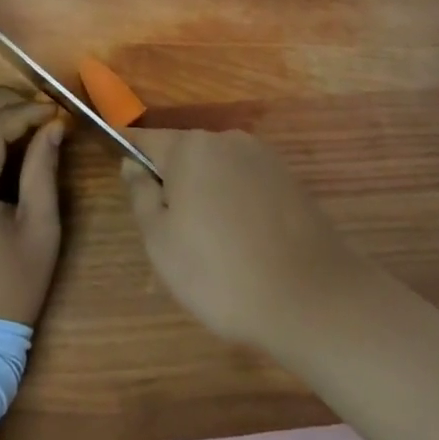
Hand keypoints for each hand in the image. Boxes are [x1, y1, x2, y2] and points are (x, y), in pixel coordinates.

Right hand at [121, 130, 366, 351]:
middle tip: (173, 235)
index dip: (131, 156)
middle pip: (185, 154)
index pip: (146, 140)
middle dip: (174, 183)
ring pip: (218, 170)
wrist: (312, 300)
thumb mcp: (160, 241)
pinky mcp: (290, 181)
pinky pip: (247, 185)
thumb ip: (140, 194)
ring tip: (214, 248)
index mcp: (190, 147)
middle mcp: (227, 139)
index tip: (126, 180)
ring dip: (208, 195)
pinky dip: (238, 206)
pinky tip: (246, 245)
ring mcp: (263, 158)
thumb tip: (132, 164)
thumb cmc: (220, 272)